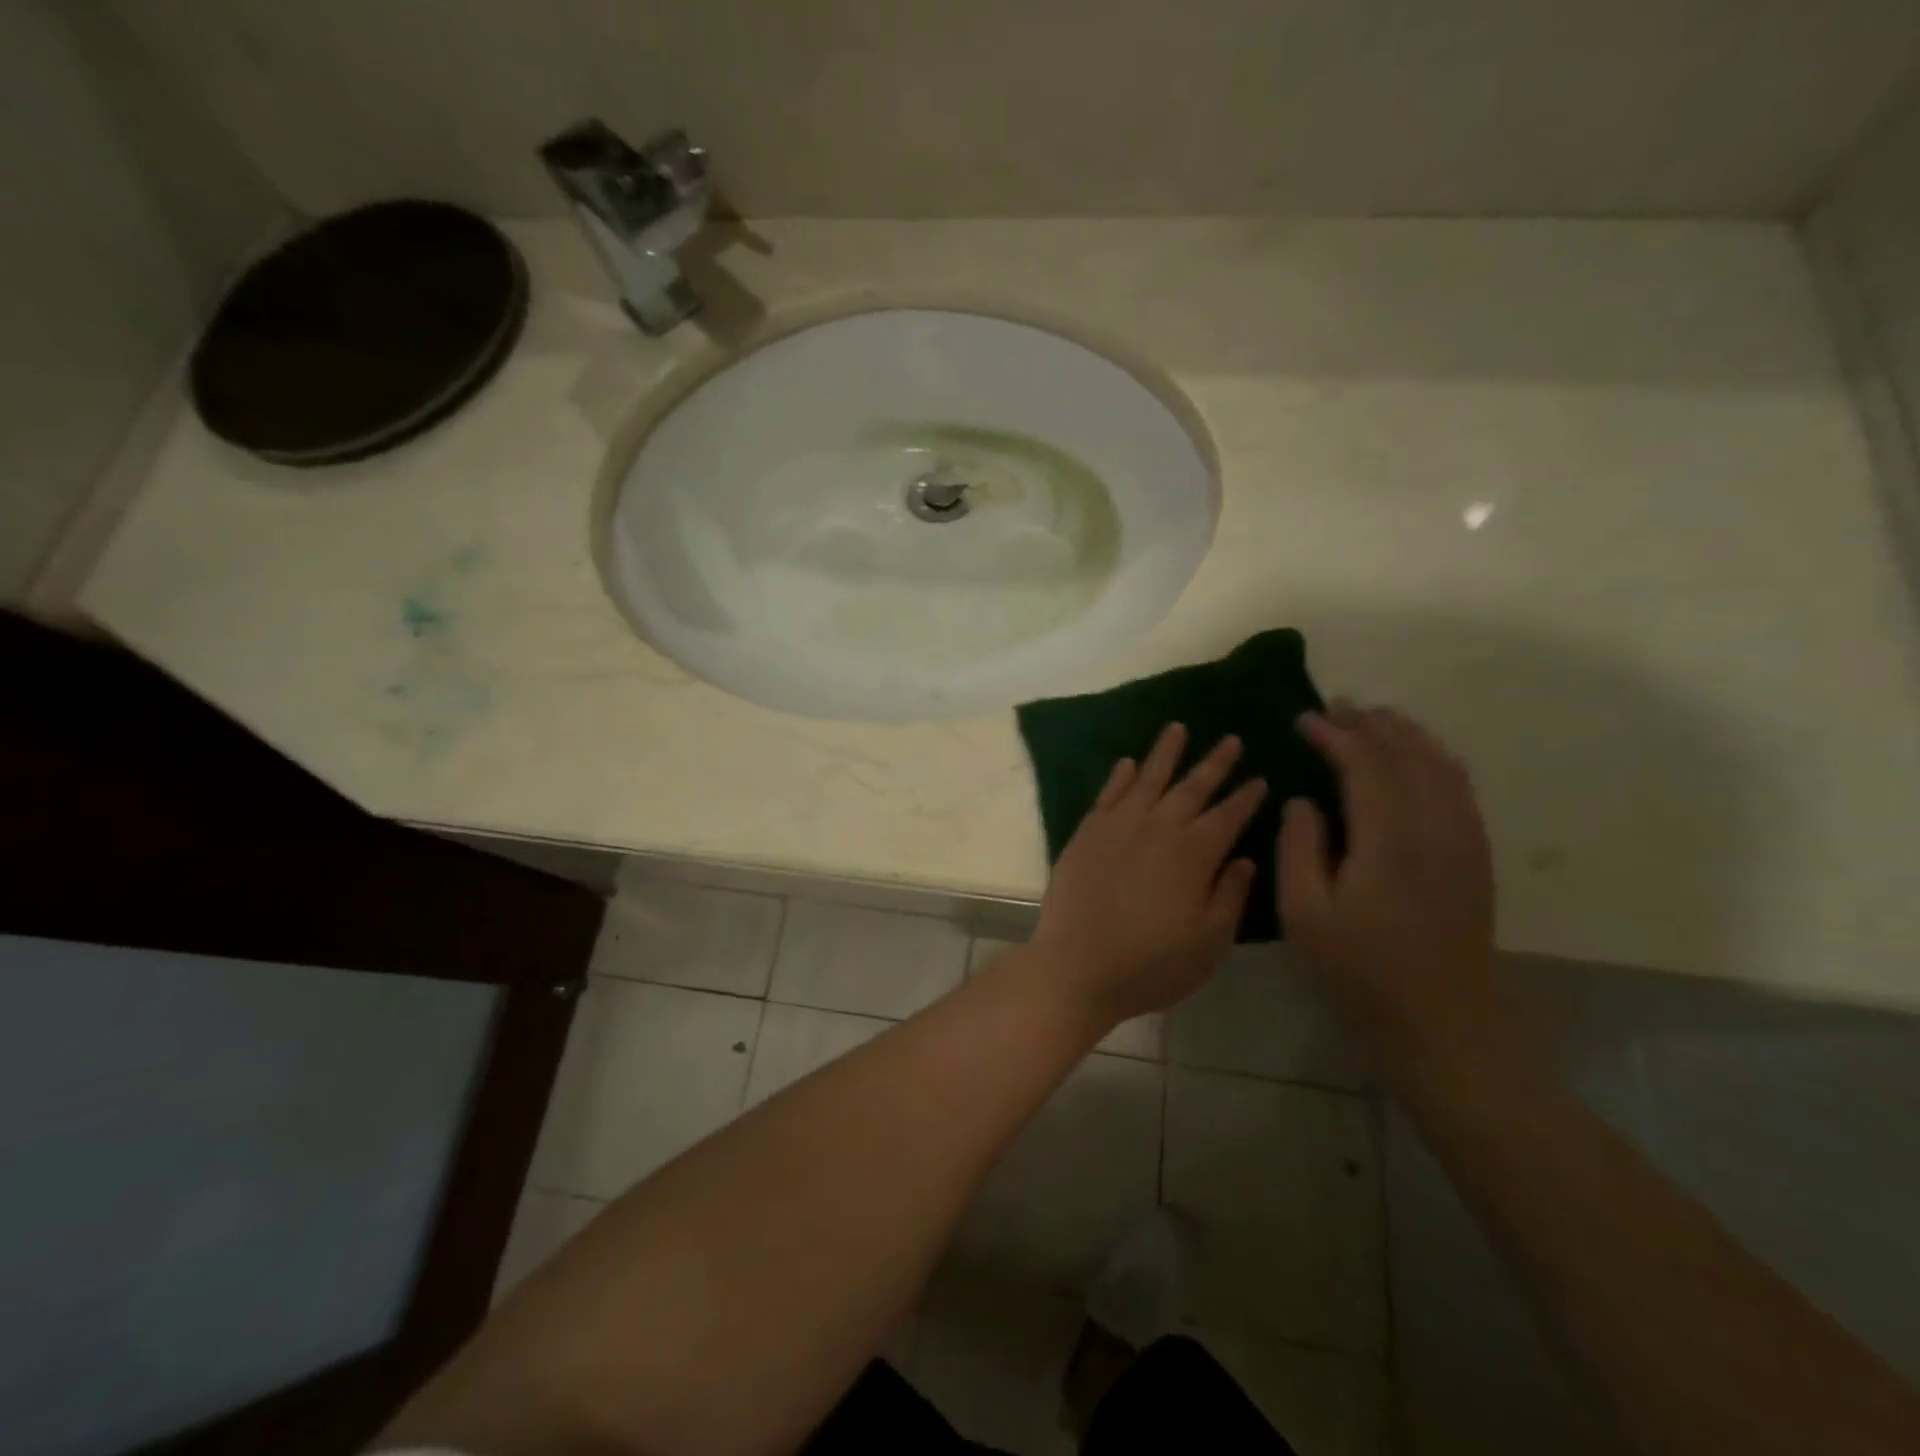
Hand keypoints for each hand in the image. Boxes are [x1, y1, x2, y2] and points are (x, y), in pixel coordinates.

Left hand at [1032, 723, 1267, 1027]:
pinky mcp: (1087, 832)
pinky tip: (1128, 762)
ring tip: (1177, 728)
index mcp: (1194, 854)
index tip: (1261, 778)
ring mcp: (1118, 825)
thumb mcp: (1209, 942)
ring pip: (1148, 778)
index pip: (1228, 815)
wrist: (1077, 965)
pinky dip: (1120, 776)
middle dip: (1215, 763)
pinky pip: (1108, 794)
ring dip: (1165, 752)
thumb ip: (1230, 896)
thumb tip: (1245, 859)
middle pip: (1192, 787)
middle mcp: (1158, 828)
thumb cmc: (1151, 963)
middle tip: (1231, 739)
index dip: (1247, 797)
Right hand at [1279, 703, 1536, 1080]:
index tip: (1303, 719)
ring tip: (1374, 719)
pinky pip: (1459, 787)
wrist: (1444, 1020)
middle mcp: (1434, 827)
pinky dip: (1435, 759)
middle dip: (1370, 724)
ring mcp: (1463, 839)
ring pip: (1440, 764)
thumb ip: (1299, 847)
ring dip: (1405, 735)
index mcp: (1387, 839)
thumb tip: (1304, 801)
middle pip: (1407, 754)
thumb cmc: (1361, 970)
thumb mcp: (1305, 914)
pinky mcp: (1475, 855)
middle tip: (1336, 707)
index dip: (1334, 735)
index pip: (1364, 764)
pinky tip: (1420, 757)